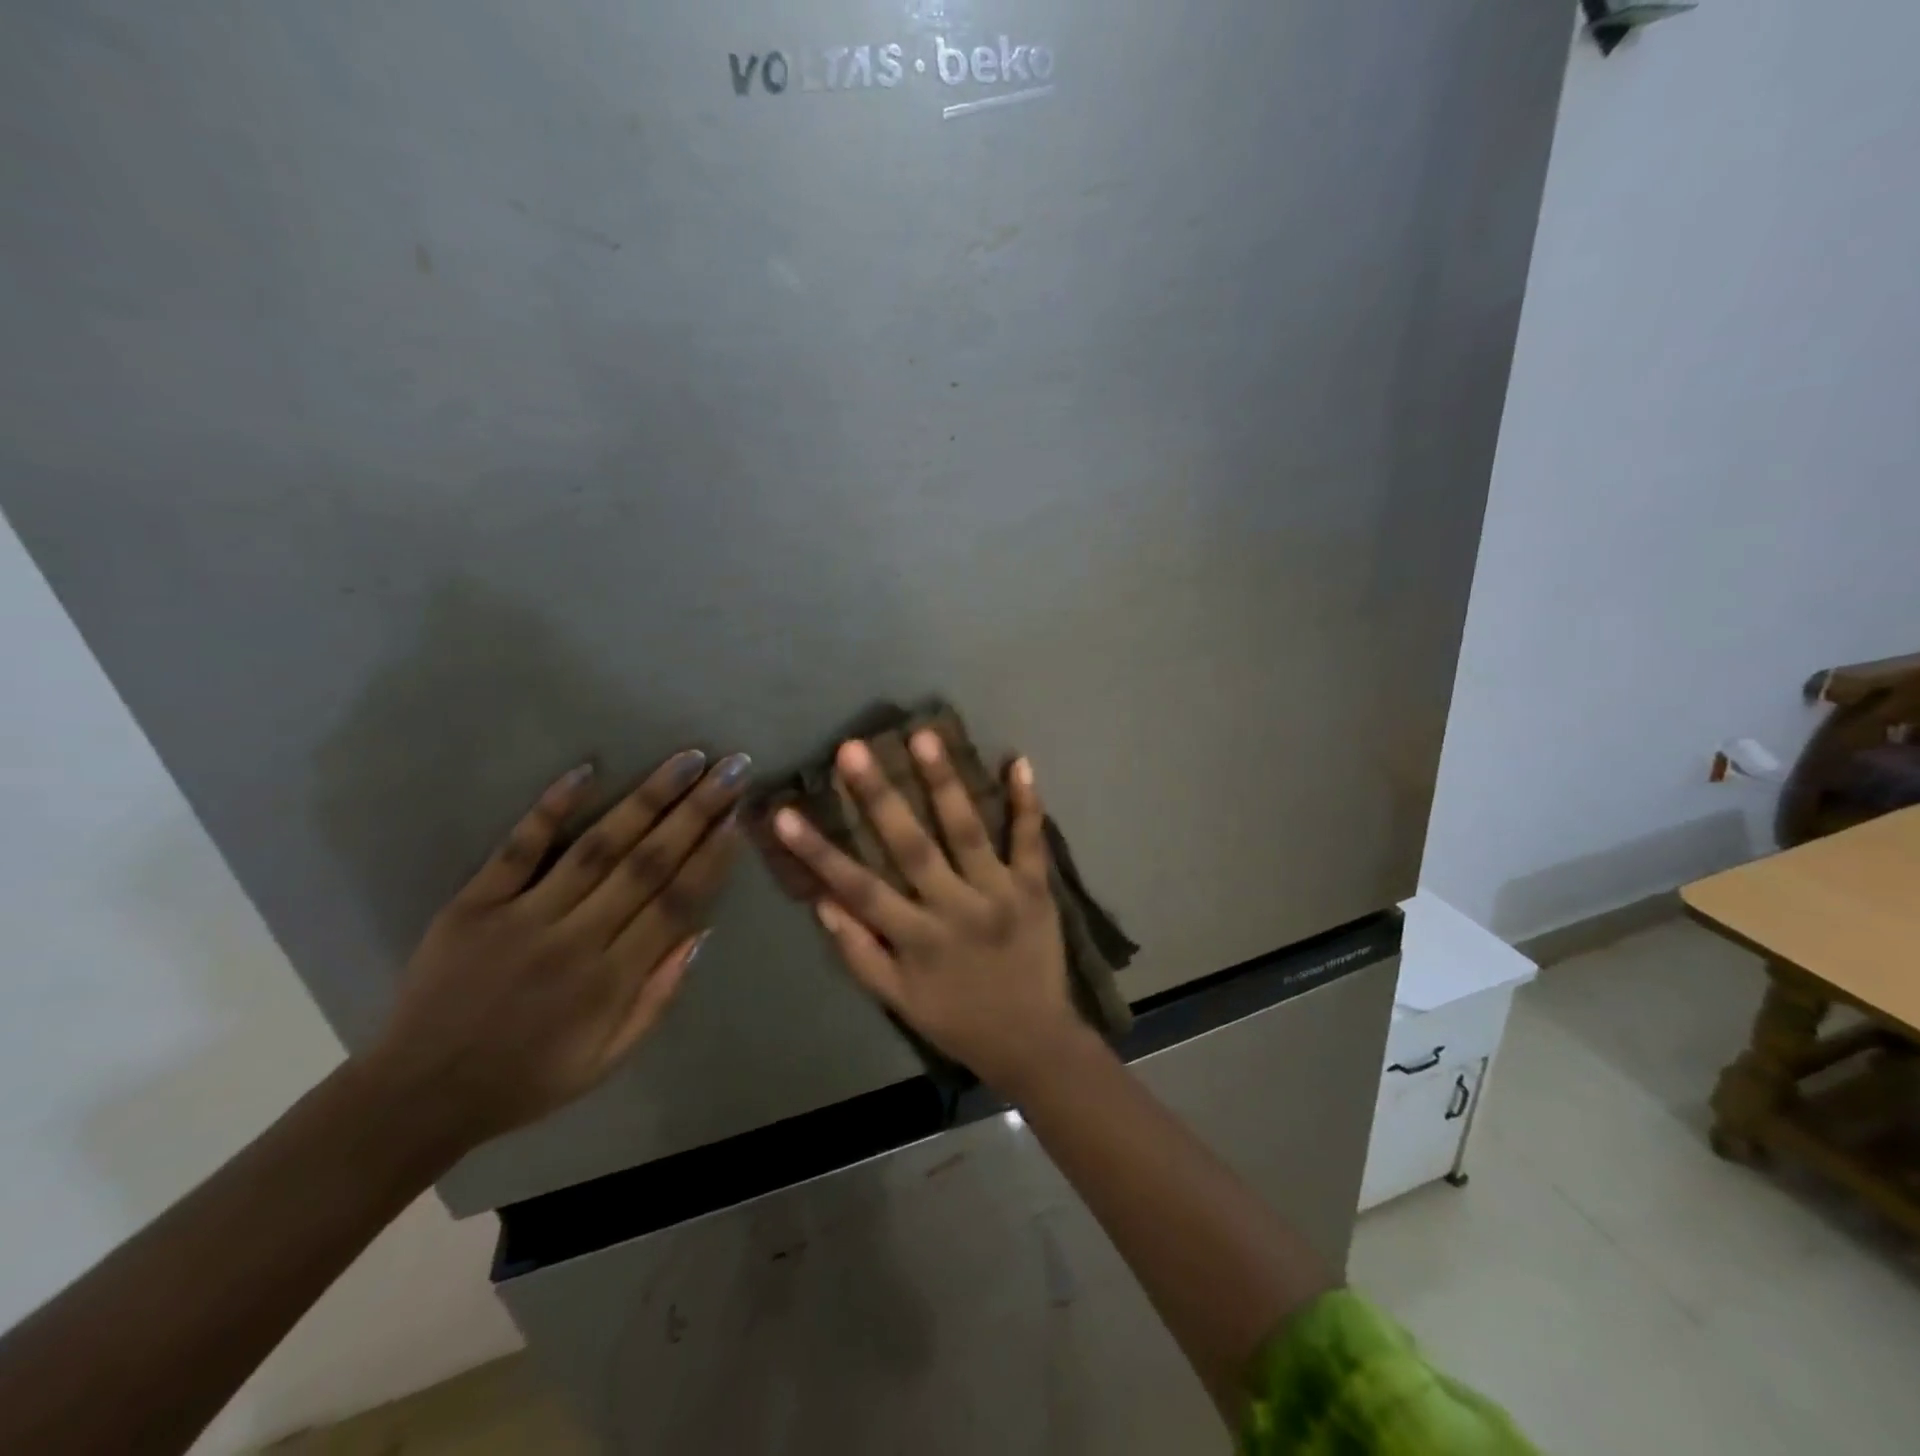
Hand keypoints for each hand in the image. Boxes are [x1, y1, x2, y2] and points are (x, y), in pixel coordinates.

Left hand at [363, 749, 750, 1152]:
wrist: (418, 1094)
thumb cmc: (528, 1078)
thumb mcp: (608, 1058)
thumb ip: (659, 996)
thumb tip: (701, 932)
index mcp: (611, 980)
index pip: (677, 903)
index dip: (713, 857)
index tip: (741, 818)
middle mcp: (575, 938)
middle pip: (648, 863)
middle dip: (697, 811)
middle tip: (731, 768)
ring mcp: (522, 915)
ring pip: (598, 845)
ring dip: (647, 798)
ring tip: (686, 760)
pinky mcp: (474, 904)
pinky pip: (519, 848)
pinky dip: (552, 806)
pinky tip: (587, 769)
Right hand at [770, 734, 1086, 1095]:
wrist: (1035, 1044)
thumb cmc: (959, 1021)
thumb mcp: (899, 1002)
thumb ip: (860, 954)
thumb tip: (823, 902)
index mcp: (917, 940)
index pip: (858, 889)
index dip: (818, 852)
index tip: (784, 813)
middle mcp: (955, 909)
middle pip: (912, 847)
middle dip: (880, 796)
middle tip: (853, 748)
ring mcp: (1000, 895)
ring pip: (969, 832)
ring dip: (946, 782)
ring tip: (925, 736)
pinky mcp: (1037, 890)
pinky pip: (1032, 842)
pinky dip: (1028, 803)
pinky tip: (1018, 761)